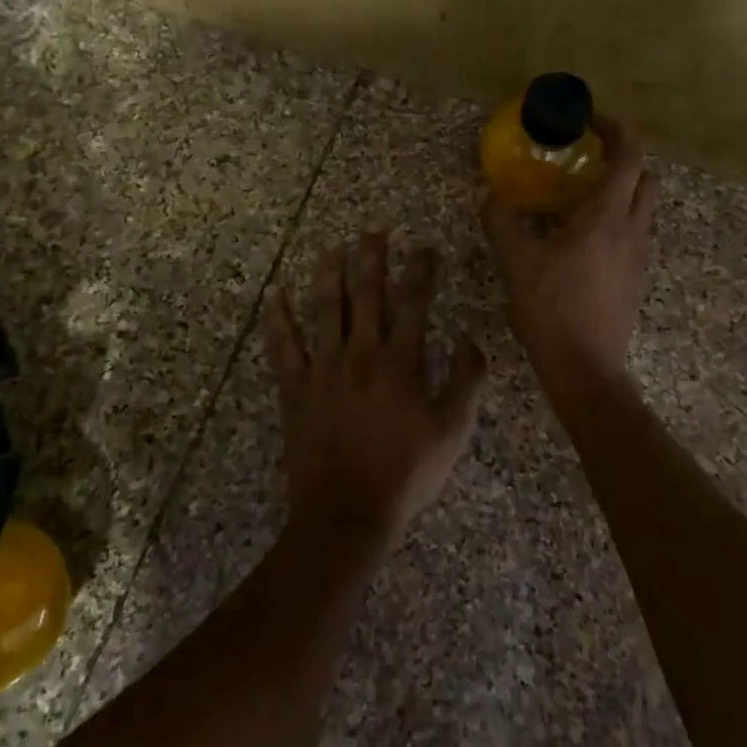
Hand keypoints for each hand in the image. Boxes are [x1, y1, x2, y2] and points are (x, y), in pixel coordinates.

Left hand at [263, 234, 486, 552]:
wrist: (346, 514)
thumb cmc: (405, 474)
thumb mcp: (452, 433)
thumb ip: (466, 382)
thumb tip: (471, 341)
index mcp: (400, 363)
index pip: (413, 303)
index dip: (420, 271)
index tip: (423, 247)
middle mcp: (360, 354)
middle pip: (365, 295)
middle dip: (371, 259)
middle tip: (373, 232)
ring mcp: (323, 369)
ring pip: (323, 310)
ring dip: (327, 275)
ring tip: (331, 248)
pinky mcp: (295, 389)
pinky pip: (283, 347)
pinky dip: (278, 320)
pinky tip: (275, 295)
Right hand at [482, 118, 658, 382]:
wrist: (585, 368)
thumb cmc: (552, 309)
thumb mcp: (516, 262)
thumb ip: (502, 222)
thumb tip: (492, 196)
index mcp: (608, 218)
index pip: (629, 157)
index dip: (616, 131)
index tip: (590, 123)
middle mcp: (633, 231)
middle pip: (646, 178)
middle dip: (623, 160)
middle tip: (586, 160)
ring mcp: (639, 257)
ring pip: (643, 208)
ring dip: (620, 191)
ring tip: (579, 198)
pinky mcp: (635, 279)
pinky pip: (634, 234)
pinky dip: (616, 220)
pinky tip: (581, 239)